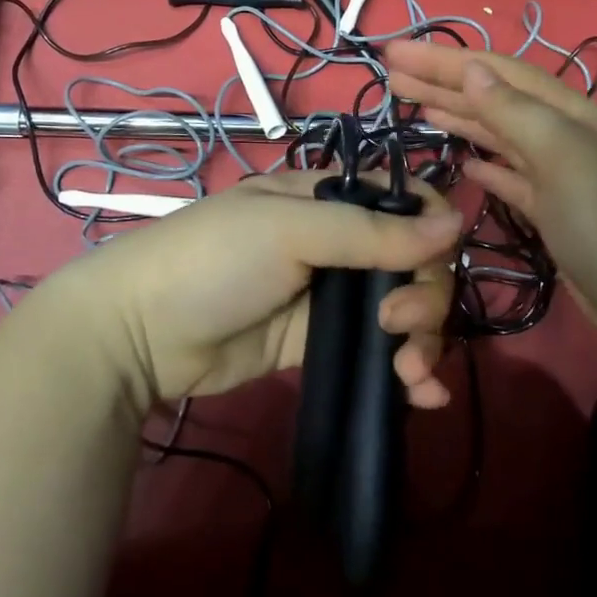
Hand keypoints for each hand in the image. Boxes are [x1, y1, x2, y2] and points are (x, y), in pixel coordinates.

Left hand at [35, 171, 462, 410]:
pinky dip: (407, 373)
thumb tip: (458, 221)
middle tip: (400, 328)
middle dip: (425, 297)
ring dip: (424, 340)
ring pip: (402, 309)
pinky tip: (424, 398)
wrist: (138, 335)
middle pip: (413, 261)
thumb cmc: (213, 260)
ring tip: (411, 376)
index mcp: (327, 198)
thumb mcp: (290, 230)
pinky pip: (376, 352)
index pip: (404, 204)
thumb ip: (371, 232)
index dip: (432, 232)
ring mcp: (327, 295)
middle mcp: (336, 241)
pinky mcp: (317, 344)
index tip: (433, 265)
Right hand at [384, 41, 596, 364]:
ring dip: (460, 119)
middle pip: (497, 101)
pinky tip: (465, 161)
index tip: (396, 54)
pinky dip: (488, 166)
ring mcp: (564, 180)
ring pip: (502, 139)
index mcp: (574, 116)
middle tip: (391, 75)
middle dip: (444, 85)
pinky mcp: (559, 217)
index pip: (500, 74)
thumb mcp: (568, 160)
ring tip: (415, 107)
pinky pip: (515, 180)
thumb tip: (472, 68)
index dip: (446, 60)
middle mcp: (568, 139)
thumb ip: (518, 114)